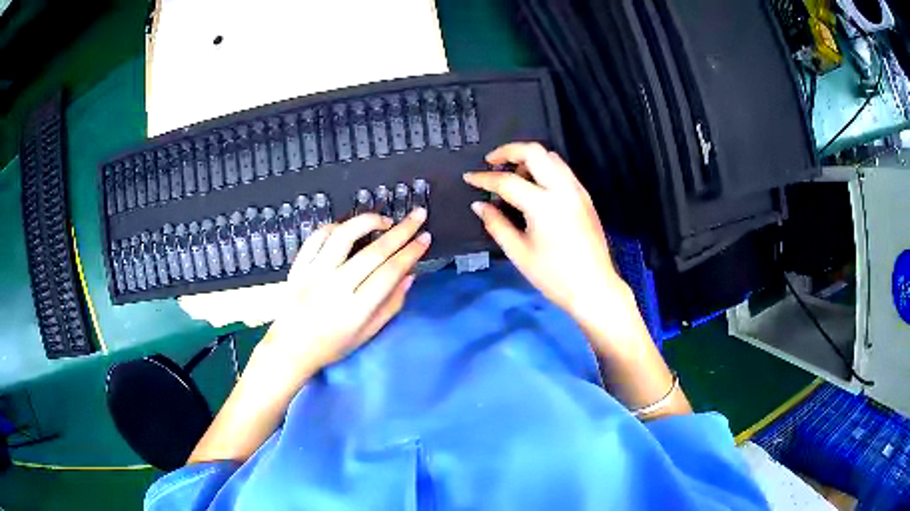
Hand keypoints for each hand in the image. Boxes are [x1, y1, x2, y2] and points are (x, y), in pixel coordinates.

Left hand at [260, 208, 430, 380]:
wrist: (290, 349)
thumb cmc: (332, 346)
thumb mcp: (367, 334)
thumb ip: (391, 305)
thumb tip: (410, 275)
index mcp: (356, 310)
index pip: (389, 273)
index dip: (411, 253)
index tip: (425, 238)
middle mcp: (335, 287)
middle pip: (374, 252)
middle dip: (401, 230)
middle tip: (418, 215)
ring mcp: (314, 274)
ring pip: (344, 235)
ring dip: (368, 221)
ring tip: (385, 221)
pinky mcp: (299, 266)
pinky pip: (317, 237)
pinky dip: (336, 226)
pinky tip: (349, 227)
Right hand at [464, 142, 632, 326]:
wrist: (594, 288)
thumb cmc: (554, 276)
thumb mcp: (519, 253)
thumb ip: (496, 224)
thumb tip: (479, 205)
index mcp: (543, 205)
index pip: (507, 181)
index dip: (484, 178)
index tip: (468, 177)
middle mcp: (562, 189)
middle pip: (534, 151)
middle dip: (508, 151)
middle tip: (492, 163)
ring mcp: (577, 190)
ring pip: (551, 156)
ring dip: (529, 159)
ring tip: (514, 177)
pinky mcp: (585, 197)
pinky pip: (562, 170)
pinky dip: (544, 168)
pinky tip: (534, 188)